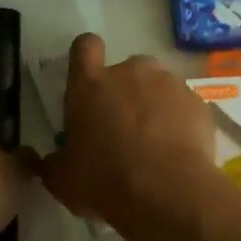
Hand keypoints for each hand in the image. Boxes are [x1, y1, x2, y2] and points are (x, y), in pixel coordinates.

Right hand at [39, 34, 218, 218]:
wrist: (168, 193)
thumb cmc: (105, 181)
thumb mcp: (64, 180)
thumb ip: (53, 163)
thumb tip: (44, 160)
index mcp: (90, 84)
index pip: (84, 46)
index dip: (87, 57)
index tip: (90, 79)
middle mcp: (129, 72)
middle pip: (125, 69)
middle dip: (126, 92)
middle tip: (124, 129)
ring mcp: (167, 83)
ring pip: (157, 86)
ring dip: (154, 106)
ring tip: (156, 144)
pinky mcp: (196, 101)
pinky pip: (183, 106)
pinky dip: (180, 122)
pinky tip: (179, 151)